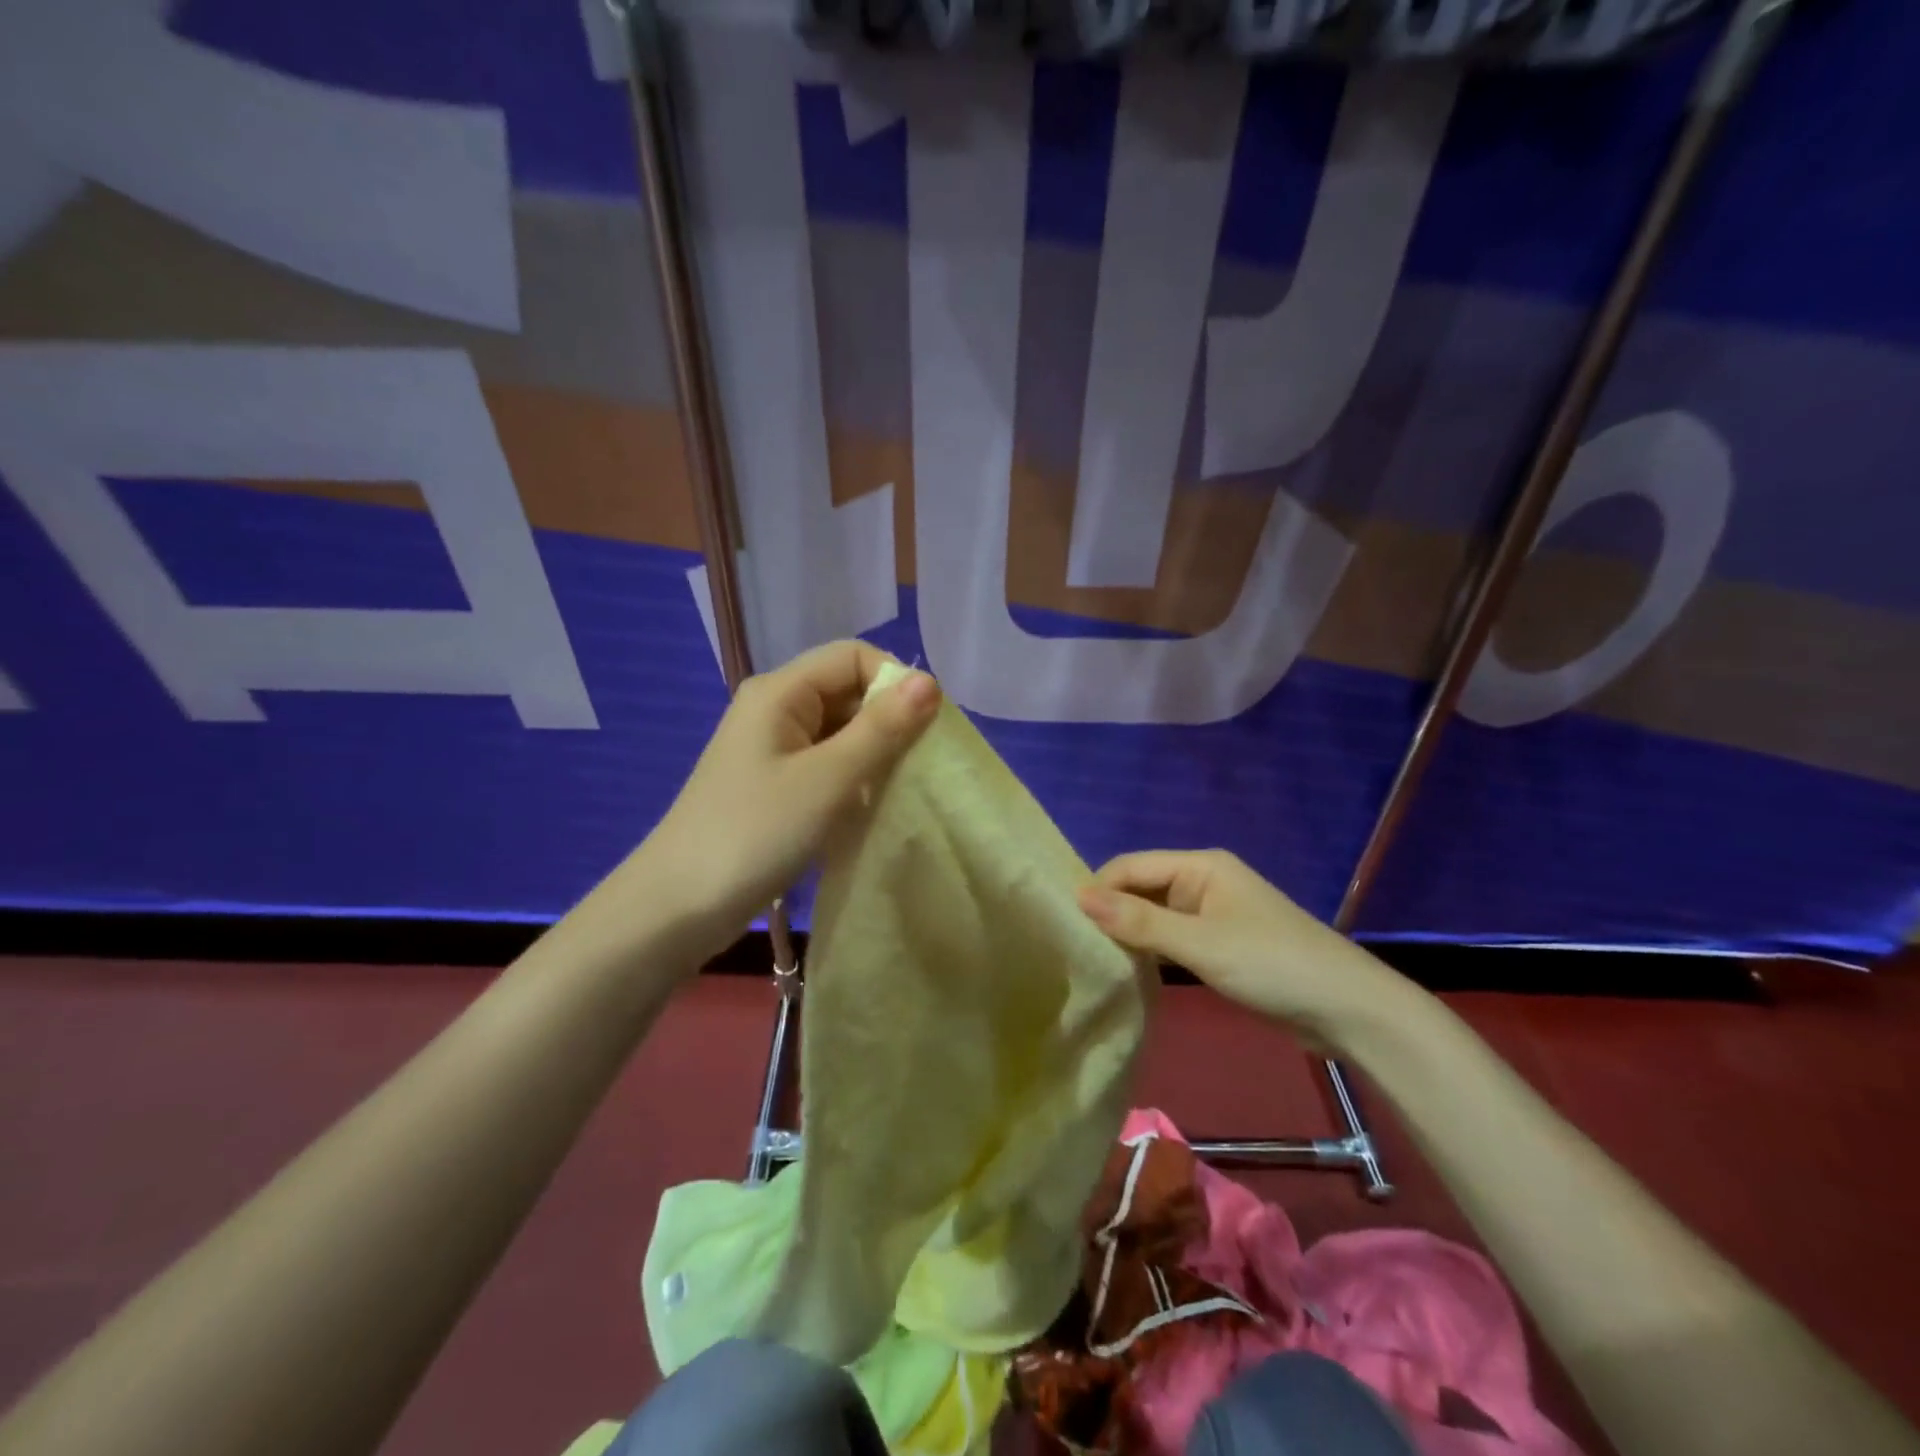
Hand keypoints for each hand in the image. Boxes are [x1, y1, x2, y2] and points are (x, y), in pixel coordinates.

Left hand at [637, 641, 939, 959]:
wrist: (678, 907)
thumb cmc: (755, 834)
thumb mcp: (828, 779)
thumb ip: (881, 729)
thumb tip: (929, 682)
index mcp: (781, 691)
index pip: (854, 656)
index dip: (895, 681)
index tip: (925, 730)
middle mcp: (775, 708)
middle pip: (847, 691)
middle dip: (889, 721)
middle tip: (918, 768)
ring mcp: (772, 748)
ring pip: (840, 731)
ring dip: (874, 754)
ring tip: (897, 791)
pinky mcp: (773, 783)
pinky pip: (826, 763)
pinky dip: (853, 778)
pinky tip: (867, 808)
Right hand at [1077, 850, 1418, 1048]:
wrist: (1347, 1009)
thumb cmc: (1272, 964)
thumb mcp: (1201, 943)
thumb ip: (1140, 921)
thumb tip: (1079, 896)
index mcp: (1200, 865)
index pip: (1131, 865)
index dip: (1098, 889)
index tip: (1066, 923)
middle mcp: (1203, 881)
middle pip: (1142, 887)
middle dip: (1112, 911)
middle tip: (1075, 946)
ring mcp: (1213, 914)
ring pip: (1155, 915)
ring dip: (1130, 933)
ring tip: (1093, 958)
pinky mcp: (1221, 944)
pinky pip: (1173, 938)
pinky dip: (1152, 950)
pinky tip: (1129, 970)